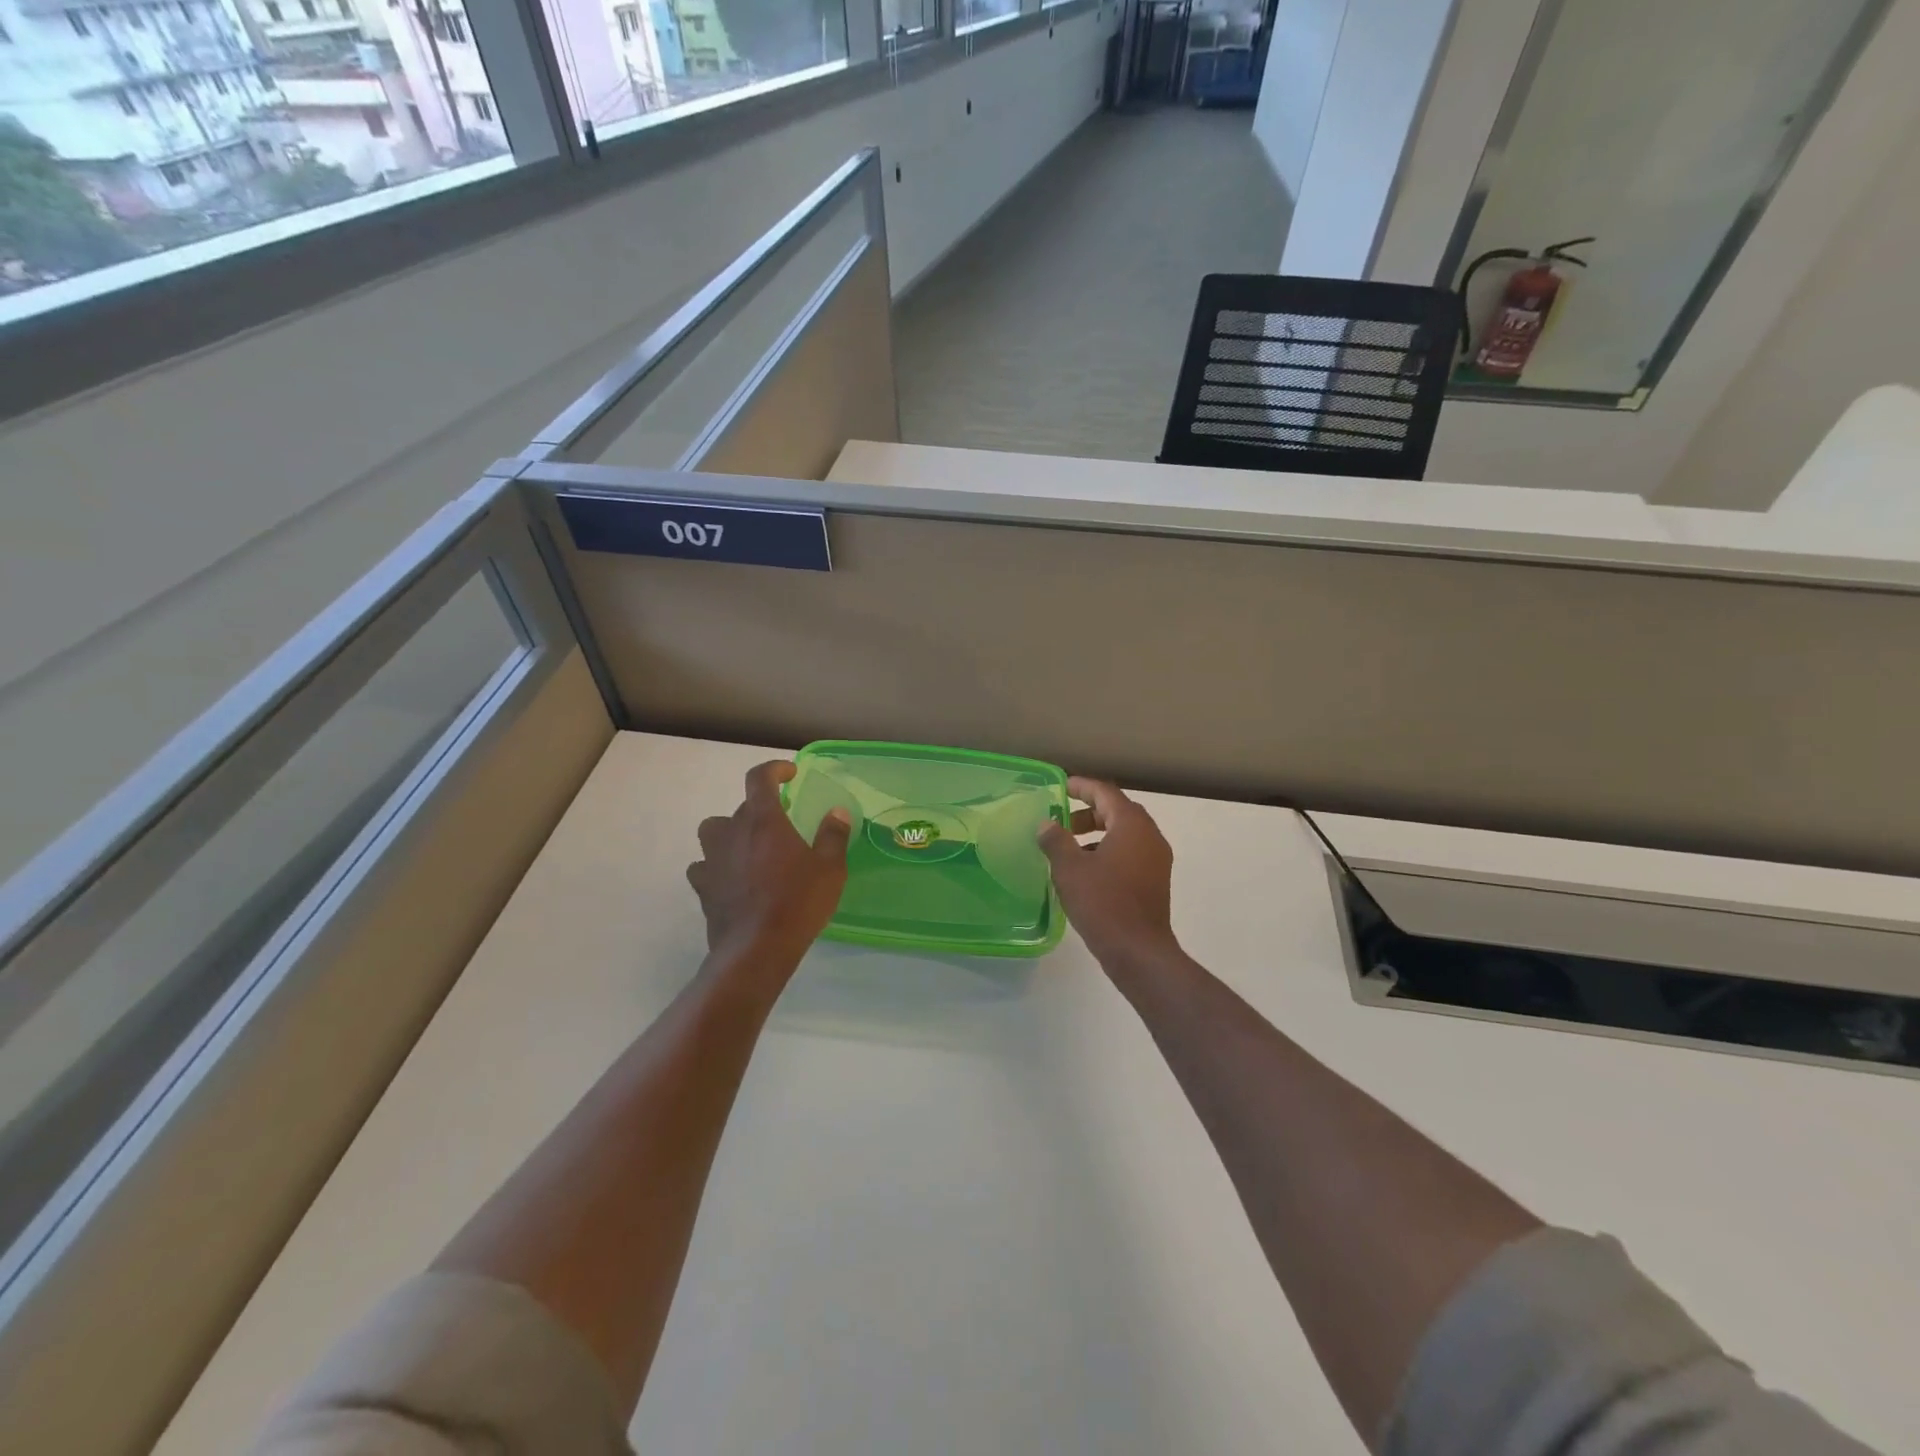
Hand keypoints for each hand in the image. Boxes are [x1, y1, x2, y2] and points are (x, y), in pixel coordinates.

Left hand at [687, 761, 851, 966]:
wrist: (756, 949)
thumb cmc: (798, 902)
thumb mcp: (830, 869)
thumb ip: (833, 835)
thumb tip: (836, 812)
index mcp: (764, 820)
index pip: (759, 778)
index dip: (774, 769)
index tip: (790, 773)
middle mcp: (732, 832)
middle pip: (740, 807)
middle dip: (760, 810)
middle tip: (782, 825)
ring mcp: (712, 859)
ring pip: (713, 831)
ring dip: (730, 833)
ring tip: (750, 848)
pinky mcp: (702, 886)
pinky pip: (704, 865)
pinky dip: (717, 865)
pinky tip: (732, 878)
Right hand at [1038, 777, 1179, 968]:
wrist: (1139, 952)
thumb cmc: (1103, 903)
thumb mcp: (1070, 869)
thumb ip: (1056, 840)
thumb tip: (1047, 824)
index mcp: (1131, 825)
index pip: (1105, 793)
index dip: (1081, 787)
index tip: (1060, 787)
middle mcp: (1150, 836)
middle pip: (1118, 811)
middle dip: (1088, 812)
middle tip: (1061, 822)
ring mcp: (1156, 860)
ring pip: (1125, 834)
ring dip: (1097, 833)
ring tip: (1069, 849)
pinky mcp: (1155, 881)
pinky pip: (1130, 854)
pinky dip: (1108, 852)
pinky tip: (1086, 873)